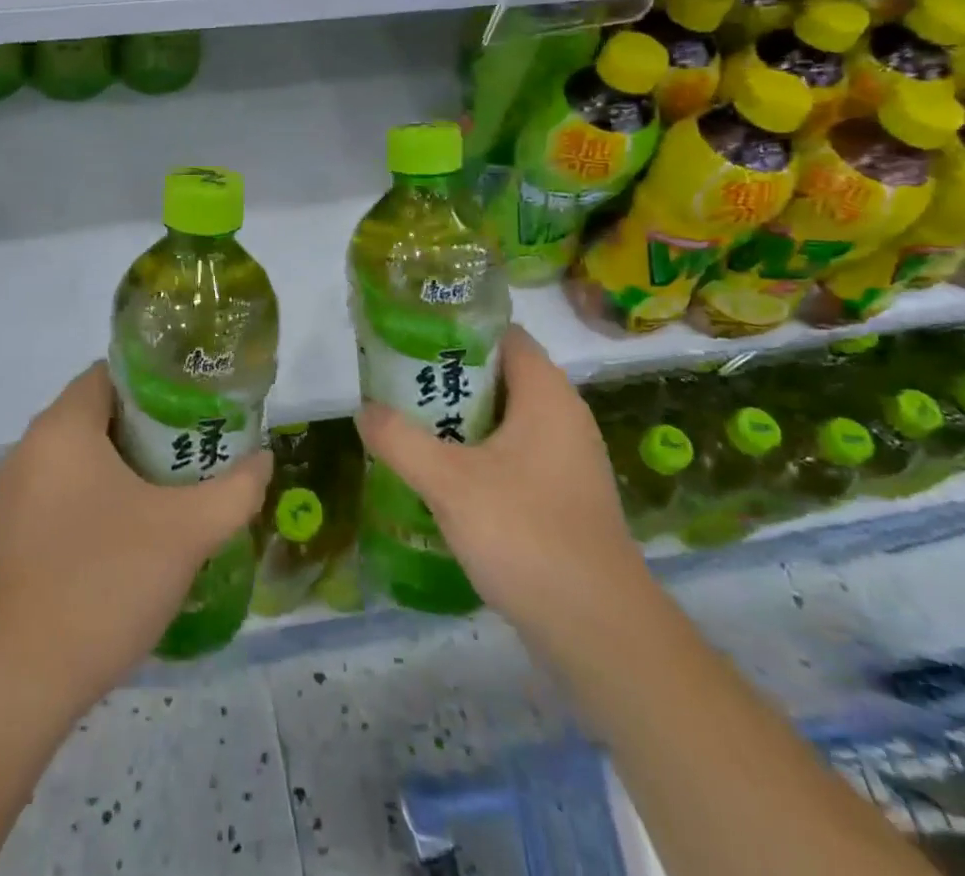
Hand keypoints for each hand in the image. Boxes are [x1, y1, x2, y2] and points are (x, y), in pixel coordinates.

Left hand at [0, 363, 271, 720]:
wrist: (16, 685)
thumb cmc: (103, 582)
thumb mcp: (186, 533)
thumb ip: (234, 491)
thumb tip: (263, 460)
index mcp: (62, 427)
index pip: (110, 373)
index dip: (157, 383)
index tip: (195, 407)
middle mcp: (29, 449)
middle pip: (97, 415)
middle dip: (147, 429)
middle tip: (193, 453)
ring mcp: (12, 496)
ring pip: (79, 459)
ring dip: (122, 468)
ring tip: (171, 494)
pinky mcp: (8, 538)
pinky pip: (60, 496)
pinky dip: (95, 500)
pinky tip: (128, 540)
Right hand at [355, 324, 650, 646]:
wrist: (600, 634)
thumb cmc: (527, 535)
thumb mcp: (448, 482)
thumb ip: (399, 439)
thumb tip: (364, 410)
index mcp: (546, 395)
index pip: (503, 334)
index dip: (457, 329)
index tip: (410, 338)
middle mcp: (563, 418)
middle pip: (499, 376)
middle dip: (446, 378)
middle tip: (396, 385)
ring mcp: (567, 461)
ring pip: (503, 420)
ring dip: (458, 421)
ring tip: (408, 426)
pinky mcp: (563, 499)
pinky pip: (512, 457)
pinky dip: (477, 456)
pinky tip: (441, 478)